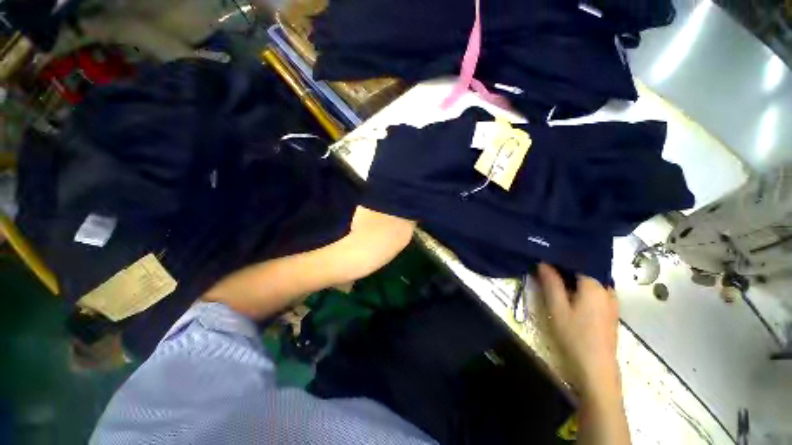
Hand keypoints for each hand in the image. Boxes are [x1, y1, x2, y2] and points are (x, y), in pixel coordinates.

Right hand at [537, 263, 619, 396]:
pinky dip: (581, 287)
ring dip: (572, 278)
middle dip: (565, 267)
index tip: (543, 257)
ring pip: (590, 280)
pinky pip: (595, 290)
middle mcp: (607, 288)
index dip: (558, 258)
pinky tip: (569, 293)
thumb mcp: (557, 307)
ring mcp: (612, 300)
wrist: (596, 367)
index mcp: (595, 285)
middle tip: (545, 267)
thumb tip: (543, 262)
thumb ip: (551, 282)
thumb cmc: (574, 335)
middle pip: (584, 270)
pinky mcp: (610, 310)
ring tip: (554, 277)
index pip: (576, 261)